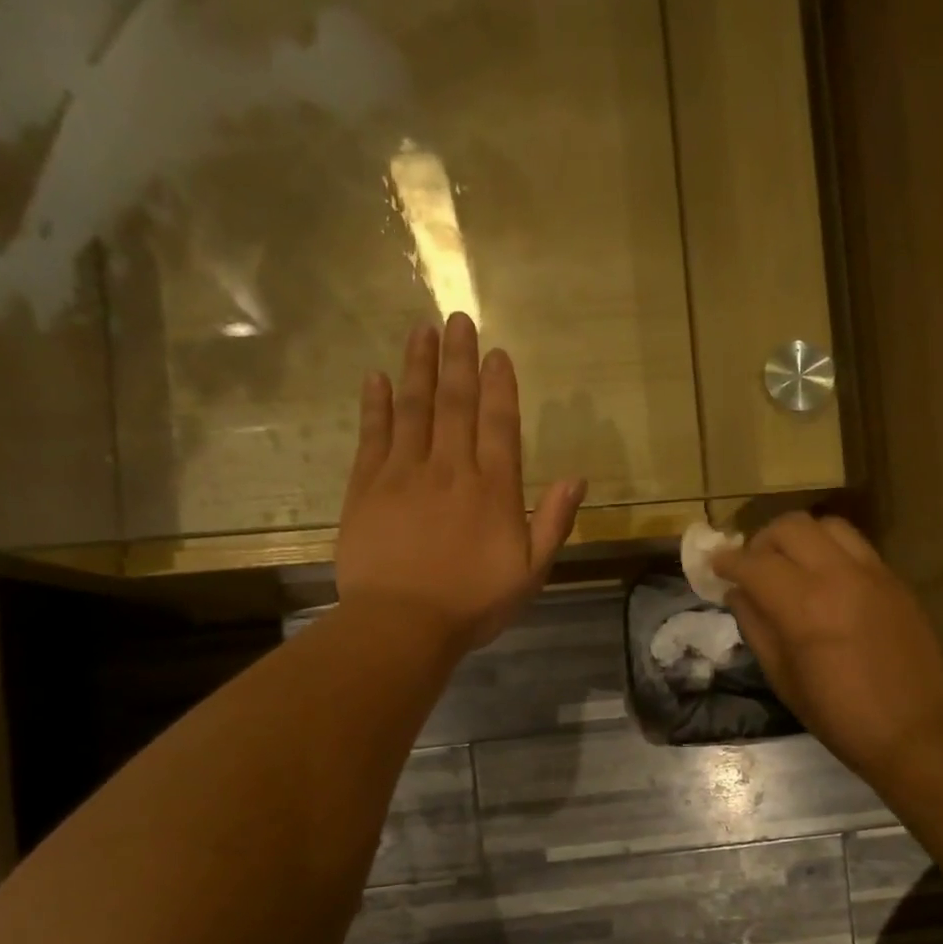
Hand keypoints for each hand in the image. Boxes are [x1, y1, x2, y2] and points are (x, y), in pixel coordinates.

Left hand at [337, 315, 584, 652]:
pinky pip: (372, 435)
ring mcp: (404, 473)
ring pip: (413, 408)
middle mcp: (450, 469)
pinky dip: (375, 404)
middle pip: (455, 403)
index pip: (498, 424)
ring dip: (418, 367)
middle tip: (456, 319)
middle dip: (458, 359)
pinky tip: (376, 378)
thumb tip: (576, 479)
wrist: (402, 624)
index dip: (499, 386)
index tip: (496, 353)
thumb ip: (552, 523)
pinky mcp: (366, 487)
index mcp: (493, 490)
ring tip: (421, 331)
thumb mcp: (530, 572)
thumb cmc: (472, 604)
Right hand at [715, 513, 942, 778]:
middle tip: (752, 567)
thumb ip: (755, 627)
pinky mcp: (894, 579)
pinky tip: (824, 579)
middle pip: (790, 527)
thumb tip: (737, 594)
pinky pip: (854, 544)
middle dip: (761, 541)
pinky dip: (829, 549)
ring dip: (798, 538)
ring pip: (826, 525)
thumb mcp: (782, 677)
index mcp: (803, 607)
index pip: (754, 563)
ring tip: (790, 565)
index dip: (727, 561)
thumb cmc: (838, 715)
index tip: (714, 566)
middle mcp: (837, 576)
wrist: (913, 730)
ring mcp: (871, 572)